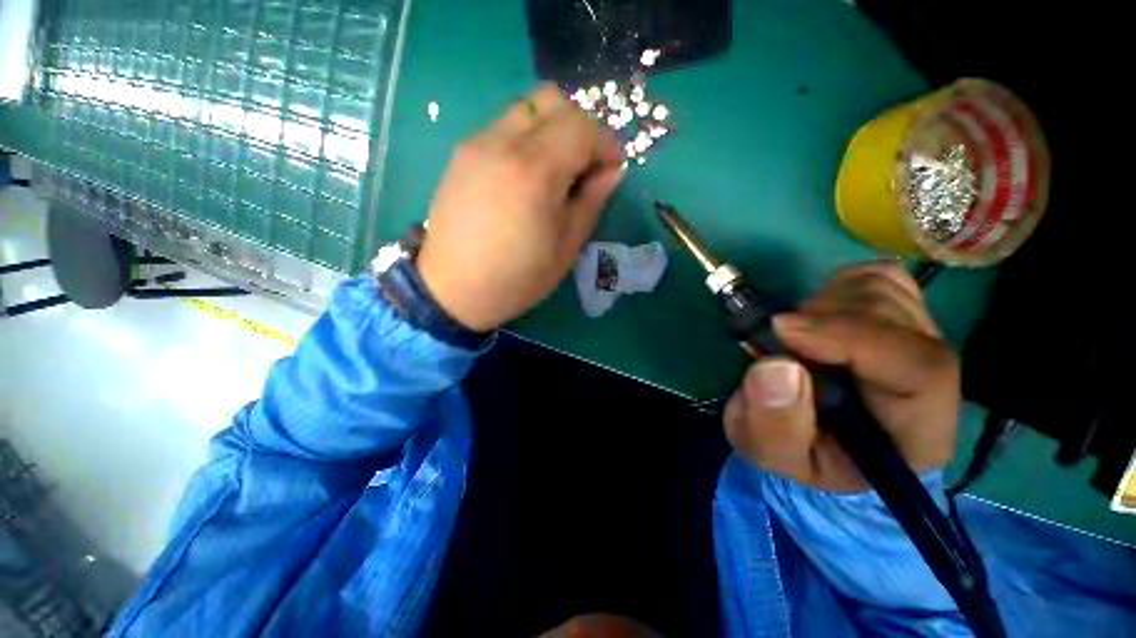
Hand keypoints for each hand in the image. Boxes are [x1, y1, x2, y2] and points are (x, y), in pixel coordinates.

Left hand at [417, 84, 624, 331]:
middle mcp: (503, 144)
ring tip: (555, 170)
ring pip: (526, 108)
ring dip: (552, 129)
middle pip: (553, 101)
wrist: (453, 290)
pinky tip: (525, 175)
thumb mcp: (566, 248)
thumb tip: (612, 172)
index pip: (582, 126)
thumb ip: (591, 203)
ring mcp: (477, 144)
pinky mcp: (461, 153)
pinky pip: (503, 125)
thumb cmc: (517, 278)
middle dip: (580, 128)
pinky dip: (526, 137)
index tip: (609, 170)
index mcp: (535, 173)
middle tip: (584, 166)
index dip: (604, 143)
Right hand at [723, 262, 959, 492]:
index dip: (852, 337)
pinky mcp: (897, 313)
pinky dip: (836, 287)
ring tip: (793, 338)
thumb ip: (773, 424)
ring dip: (822, 306)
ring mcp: (918, 338)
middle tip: (775, 340)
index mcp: (916, 431)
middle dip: (823, 320)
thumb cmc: (793, 450)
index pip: (921, 368)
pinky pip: (877, 277)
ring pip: (885, 290)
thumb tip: (778, 366)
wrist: (806, 434)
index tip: (781, 328)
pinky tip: (815, 317)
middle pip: (899, 318)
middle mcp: (932, 379)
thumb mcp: (768, 451)